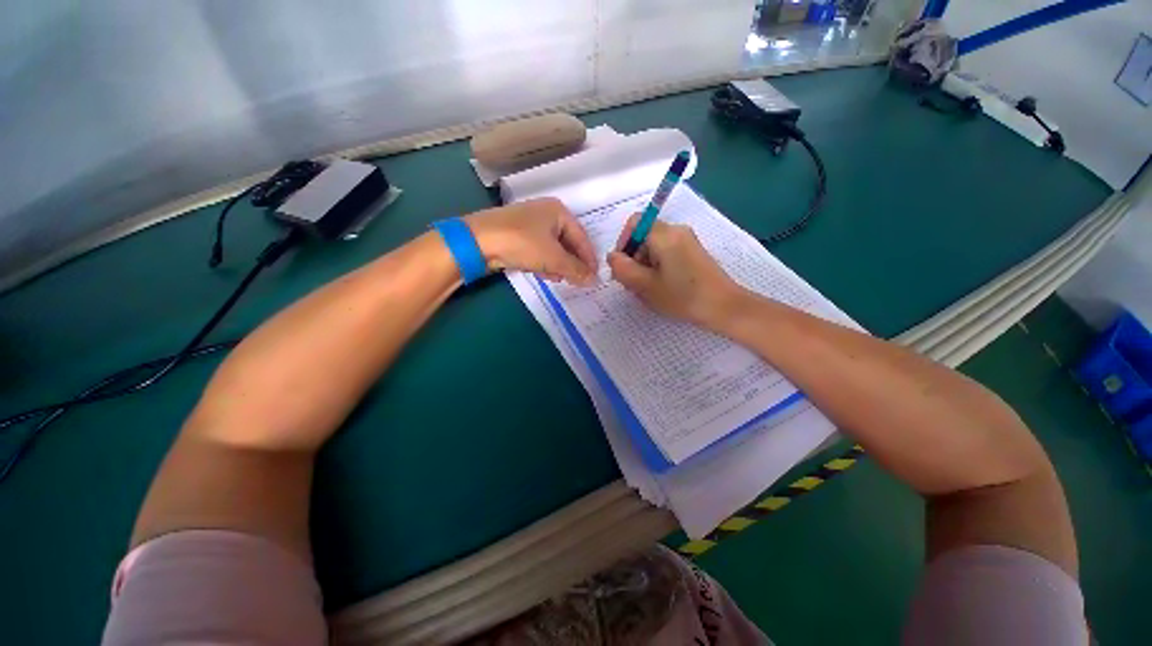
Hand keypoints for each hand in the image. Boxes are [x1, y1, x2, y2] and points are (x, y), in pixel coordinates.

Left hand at [464, 198, 596, 284]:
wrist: (478, 241)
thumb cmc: (522, 243)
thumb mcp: (553, 258)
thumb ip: (576, 270)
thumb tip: (594, 281)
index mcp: (558, 211)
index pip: (582, 237)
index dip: (589, 258)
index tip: (595, 277)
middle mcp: (546, 214)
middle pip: (567, 242)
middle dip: (573, 263)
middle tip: (579, 280)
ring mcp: (530, 224)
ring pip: (553, 248)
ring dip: (559, 265)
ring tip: (562, 279)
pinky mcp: (517, 236)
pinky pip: (539, 250)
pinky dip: (544, 263)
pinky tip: (546, 275)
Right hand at [607, 216, 745, 327]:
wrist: (723, 307)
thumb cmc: (682, 296)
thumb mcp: (645, 285)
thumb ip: (622, 268)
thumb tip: (612, 256)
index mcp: (665, 234)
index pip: (634, 223)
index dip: (623, 242)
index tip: (623, 266)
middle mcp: (677, 230)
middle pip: (643, 236)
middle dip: (633, 258)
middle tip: (633, 284)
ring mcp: (686, 241)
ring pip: (653, 246)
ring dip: (644, 265)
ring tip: (647, 289)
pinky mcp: (692, 252)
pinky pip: (666, 253)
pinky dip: (657, 267)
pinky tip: (660, 287)